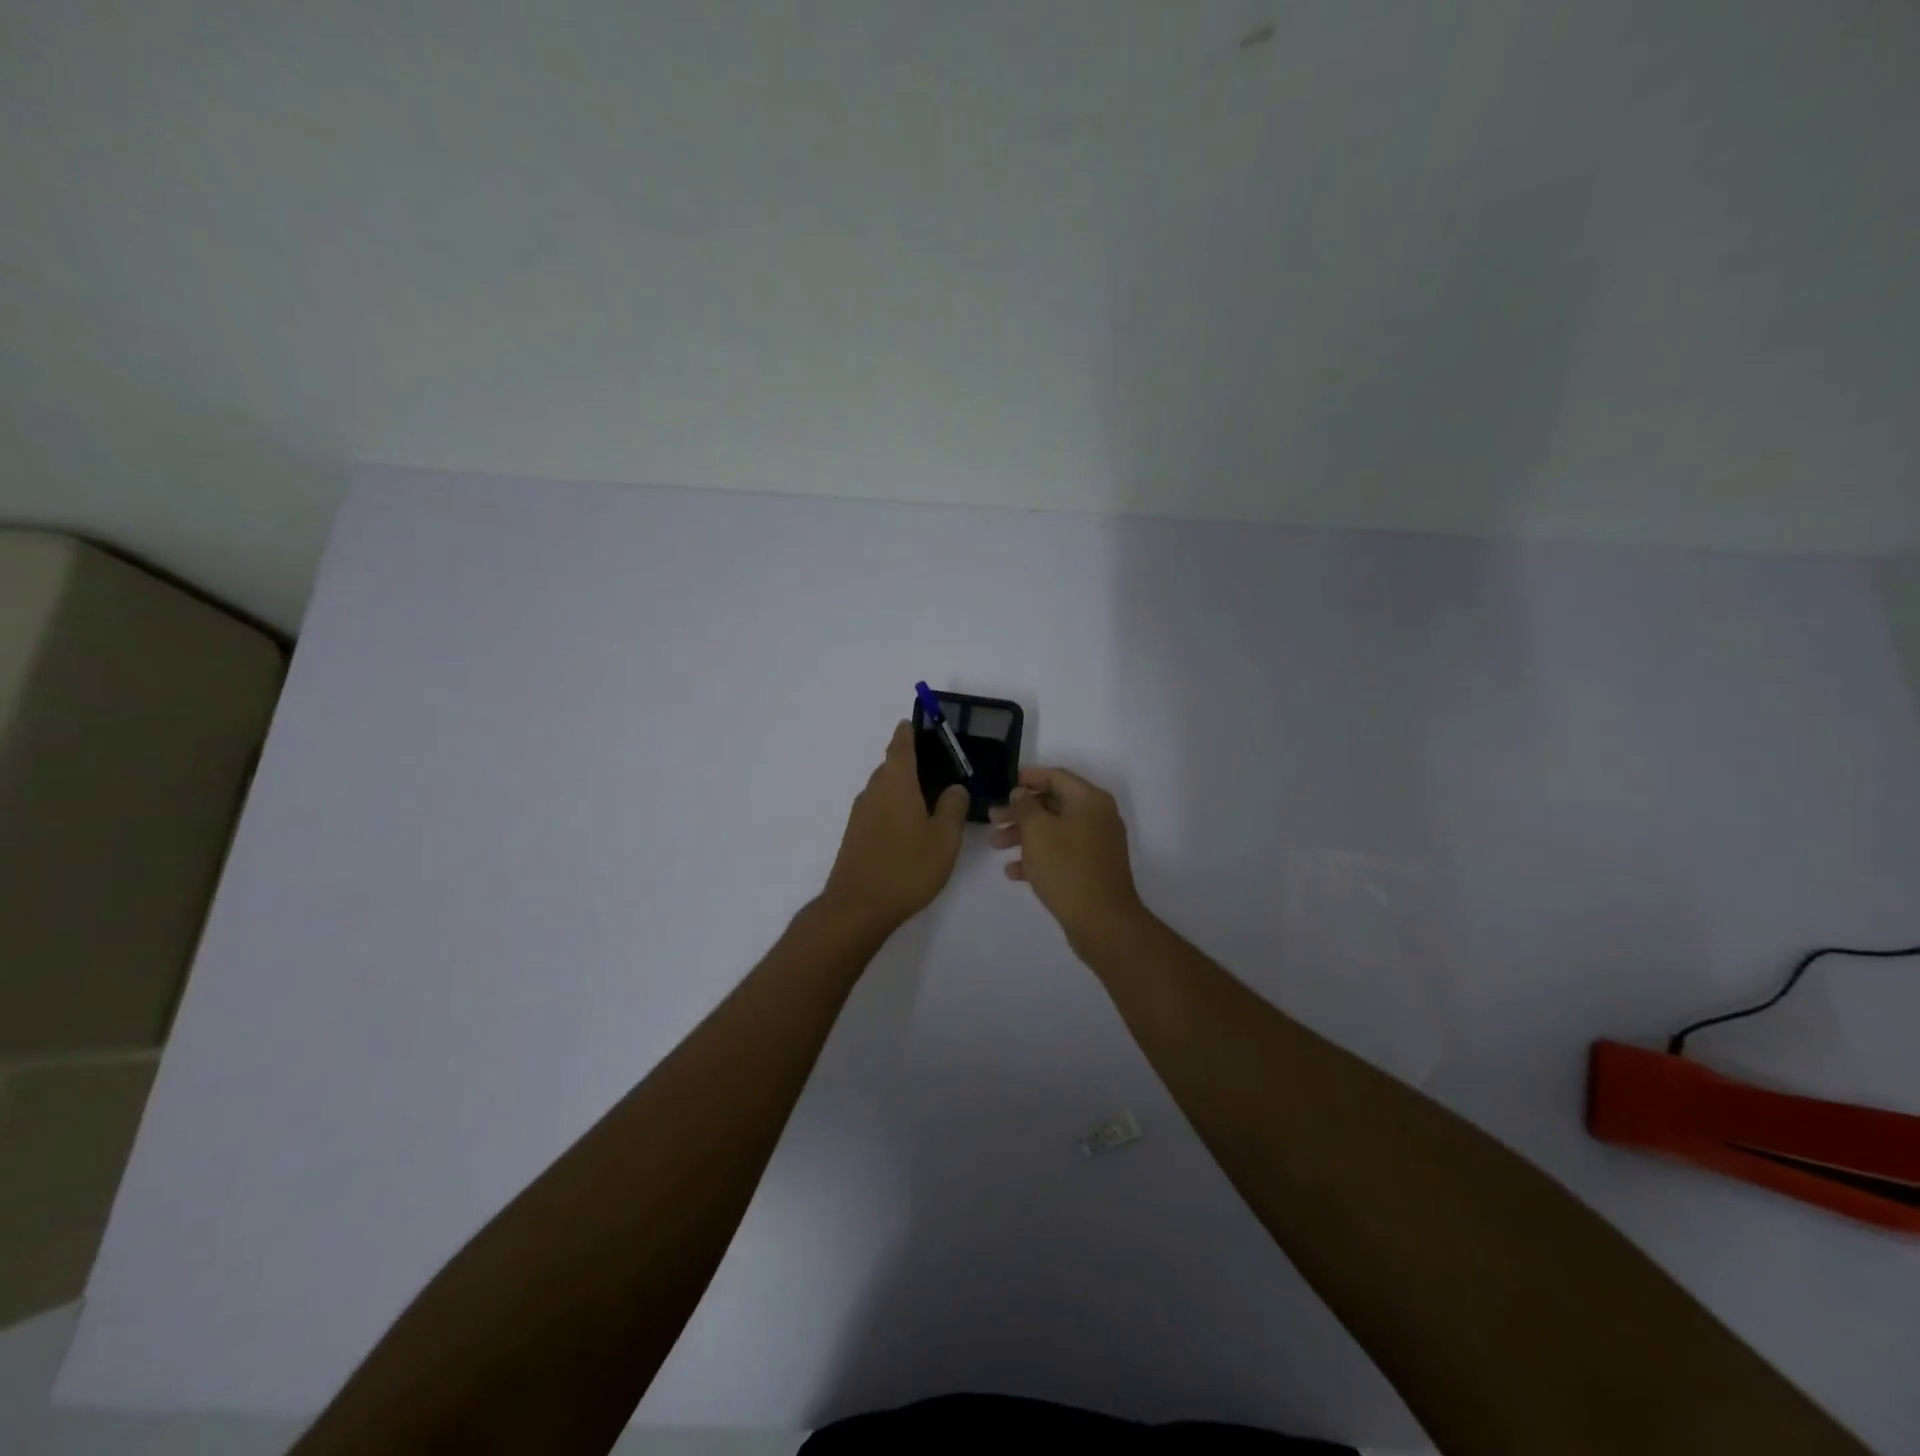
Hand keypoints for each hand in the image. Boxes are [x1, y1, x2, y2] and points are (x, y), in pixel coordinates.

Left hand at [821, 721, 969, 931]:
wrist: (857, 907)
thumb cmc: (906, 868)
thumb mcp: (944, 838)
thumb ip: (953, 807)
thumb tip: (954, 787)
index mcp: (896, 783)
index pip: (901, 745)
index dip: (909, 732)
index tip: (918, 723)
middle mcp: (874, 791)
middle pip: (892, 765)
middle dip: (912, 762)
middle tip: (941, 768)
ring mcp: (861, 814)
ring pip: (885, 788)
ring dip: (904, 787)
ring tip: (931, 798)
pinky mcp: (856, 835)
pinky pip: (878, 808)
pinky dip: (895, 806)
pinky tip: (912, 826)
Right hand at [990, 767, 1144, 945]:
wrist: (1102, 921)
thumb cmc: (1067, 867)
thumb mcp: (1037, 831)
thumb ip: (1024, 806)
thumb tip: (1021, 793)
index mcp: (1090, 800)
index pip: (1056, 776)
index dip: (1028, 778)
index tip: (1003, 785)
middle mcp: (1098, 817)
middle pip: (1053, 804)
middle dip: (1020, 811)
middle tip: (992, 820)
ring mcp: (1097, 844)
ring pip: (1055, 830)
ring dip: (1024, 835)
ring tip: (996, 846)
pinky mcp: (1092, 869)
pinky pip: (1062, 853)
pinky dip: (1039, 856)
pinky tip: (1013, 872)